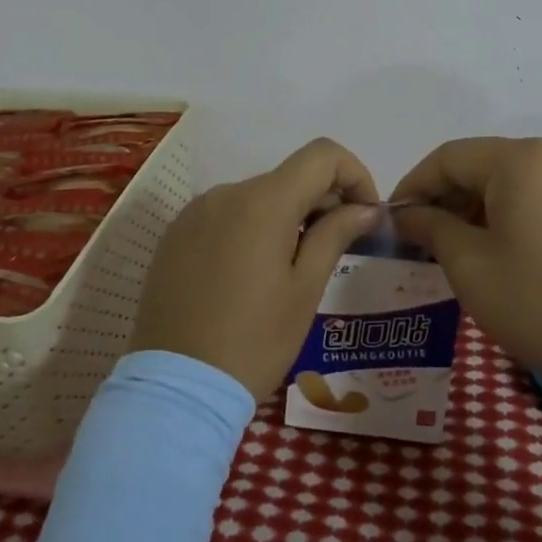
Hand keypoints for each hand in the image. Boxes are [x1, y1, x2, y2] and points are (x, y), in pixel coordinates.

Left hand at [130, 138, 381, 400]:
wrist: (176, 387)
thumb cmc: (254, 341)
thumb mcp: (305, 290)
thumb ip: (336, 234)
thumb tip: (366, 207)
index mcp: (263, 201)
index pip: (323, 154)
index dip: (354, 175)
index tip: (364, 215)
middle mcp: (227, 192)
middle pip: (289, 176)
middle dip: (322, 201)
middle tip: (337, 249)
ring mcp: (195, 211)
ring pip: (257, 196)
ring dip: (286, 217)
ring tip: (291, 269)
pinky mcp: (175, 234)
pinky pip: (226, 215)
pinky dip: (250, 229)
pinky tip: (250, 275)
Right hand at [390, 138, 541, 397]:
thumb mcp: (470, 268)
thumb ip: (432, 228)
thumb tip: (409, 213)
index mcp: (520, 159)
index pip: (449, 158)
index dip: (415, 185)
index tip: (396, 219)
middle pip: (488, 165)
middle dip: (453, 197)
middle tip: (431, 239)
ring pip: (524, 179)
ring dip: (491, 205)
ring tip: (476, 248)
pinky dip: (529, 212)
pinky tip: (526, 250)